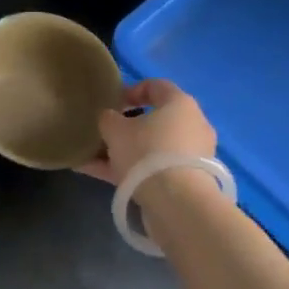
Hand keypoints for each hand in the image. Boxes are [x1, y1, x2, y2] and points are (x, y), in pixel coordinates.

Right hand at [76, 78, 217, 185]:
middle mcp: (193, 125)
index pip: (156, 86)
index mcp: (180, 103)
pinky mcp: (189, 181)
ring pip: (153, 148)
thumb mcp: (115, 130)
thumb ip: (108, 118)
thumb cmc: (146, 152)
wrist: (177, 202)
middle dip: (128, 127)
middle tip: (106, 134)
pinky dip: (132, 171)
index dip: (131, 90)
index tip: (112, 104)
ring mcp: (193, 155)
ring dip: (127, 152)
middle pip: (156, 120)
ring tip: (95, 159)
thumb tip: (109, 118)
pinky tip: (102, 177)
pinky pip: (156, 169)